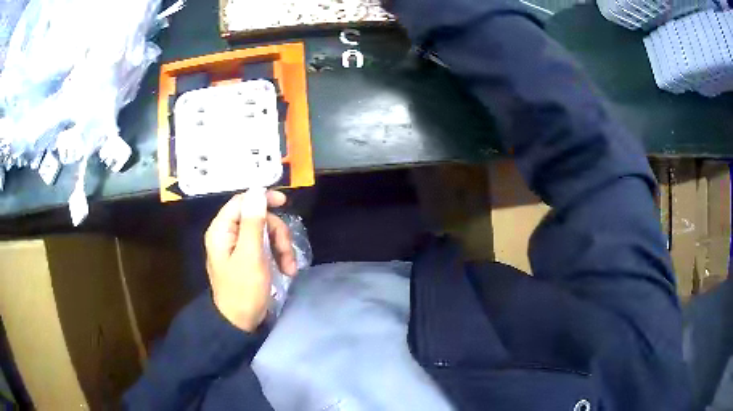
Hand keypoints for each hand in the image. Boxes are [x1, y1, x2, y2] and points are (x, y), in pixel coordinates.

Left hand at [204, 188, 297, 331]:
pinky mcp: (247, 258)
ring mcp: (237, 247)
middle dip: (276, 233)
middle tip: (287, 253)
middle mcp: (227, 234)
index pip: (241, 201)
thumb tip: (256, 191)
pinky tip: (287, 270)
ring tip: (290, 268)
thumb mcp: (251, 256)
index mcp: (221, 230)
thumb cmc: (243, 291)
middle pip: (257, 217)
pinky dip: (278, 255)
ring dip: (281, 247)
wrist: (240, 323)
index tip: (284, 202)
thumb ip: (252, 223)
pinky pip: (265, 246)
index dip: (262, 198)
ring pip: (265, 232)